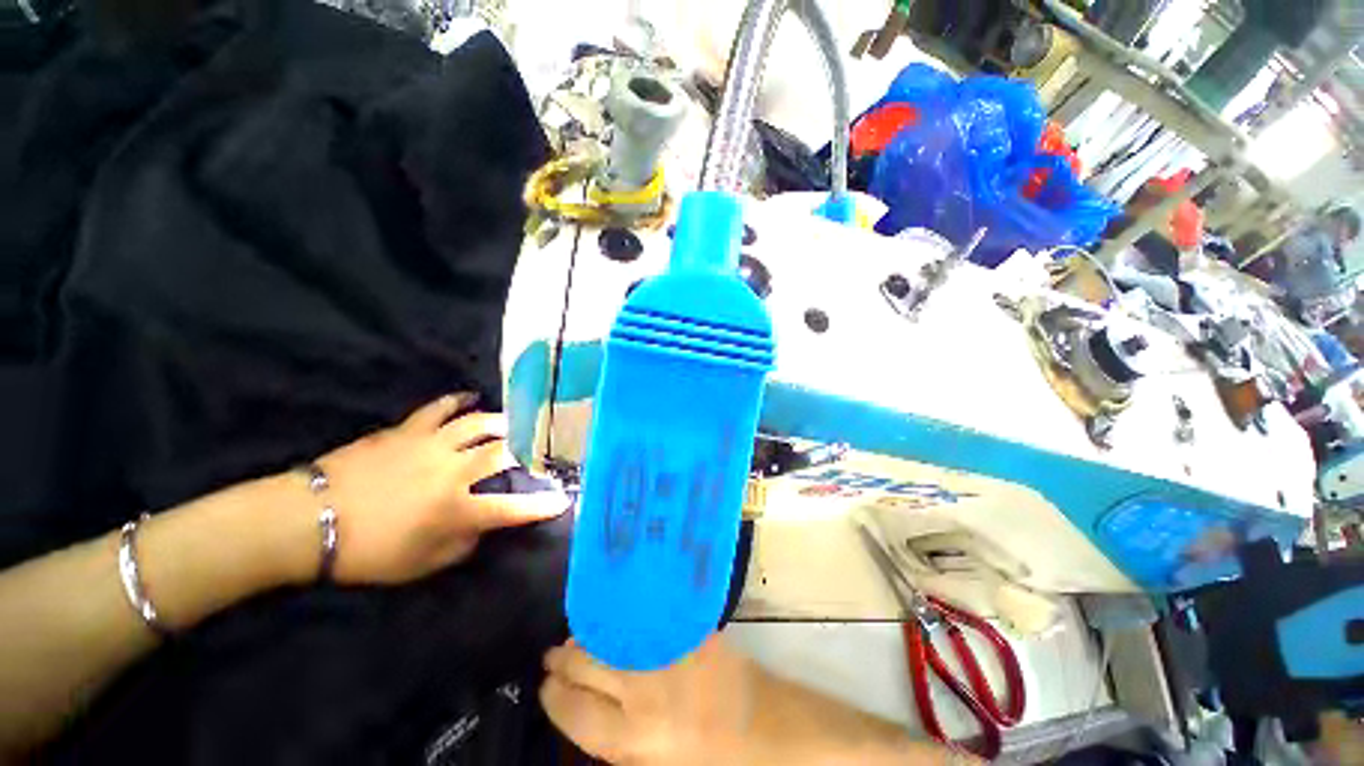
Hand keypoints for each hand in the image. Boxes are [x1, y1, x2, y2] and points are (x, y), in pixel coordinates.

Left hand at [316, 394, 568, 584]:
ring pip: (479, 424)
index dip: (541, 505)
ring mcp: (430, 445)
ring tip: (513, 425)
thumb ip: (462, 543)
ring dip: (502, 424)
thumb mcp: (421, 564)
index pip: (512, 507)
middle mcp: (452, 471)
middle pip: (503, 453)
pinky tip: (469, 398)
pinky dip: (457, 402)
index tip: (563, 501)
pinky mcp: (407, 431)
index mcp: (456, 508)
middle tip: (539, 452)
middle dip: (529, 453)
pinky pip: (439, 409)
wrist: (308, 521)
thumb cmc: (367, 550)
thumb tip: (482, 526)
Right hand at [539, 635, 755, 764]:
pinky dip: (617, 619)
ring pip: (609, 638)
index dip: (554, 698)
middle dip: (563, 662)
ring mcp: (663, 654)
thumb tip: (587, 709)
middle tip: (551, 656)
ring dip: (585, 638)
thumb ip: (618, 740)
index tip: (544, 687)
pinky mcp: (681, 630)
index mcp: (633, 739)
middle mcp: (642, 692)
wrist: (761, 722)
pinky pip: (639, 619)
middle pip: (587, 668)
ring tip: (573, 640)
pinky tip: (608, 619)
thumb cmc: (708, 758)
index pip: (575, 712)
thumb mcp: (654, 765)